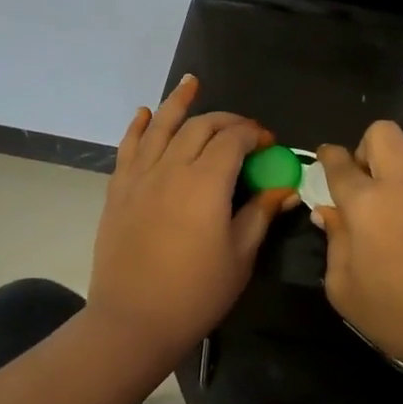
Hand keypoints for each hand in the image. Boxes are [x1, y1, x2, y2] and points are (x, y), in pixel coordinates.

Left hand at [89, 76, 298, 362]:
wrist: (133, 320)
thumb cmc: (196, 293)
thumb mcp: (240, 255)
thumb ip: (260, 214)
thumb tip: (284, 187)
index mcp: (206, 182)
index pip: (233, 140)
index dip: (254, 134)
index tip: (269, 143)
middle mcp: (171, 168)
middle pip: (200, 127)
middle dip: (226, 120)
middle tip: (244, 130)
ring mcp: (140, 176)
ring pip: (162, 126)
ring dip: (179, 103)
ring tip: (191, 83)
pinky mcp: (118, 190)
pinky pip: (129, 147)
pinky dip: (139, 126)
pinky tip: (146, 114)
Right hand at [315, 123, 402, 396]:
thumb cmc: (397, 315)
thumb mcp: (344, 288)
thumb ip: (334, 242)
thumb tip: (329, 213)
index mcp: (366, 202)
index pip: (339, 162)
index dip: (327, 156)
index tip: (324, 160)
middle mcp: (402, 182)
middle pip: (382, 132)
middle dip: (365, 147)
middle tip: (362, 178)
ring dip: (400, 155)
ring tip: (395, 187)